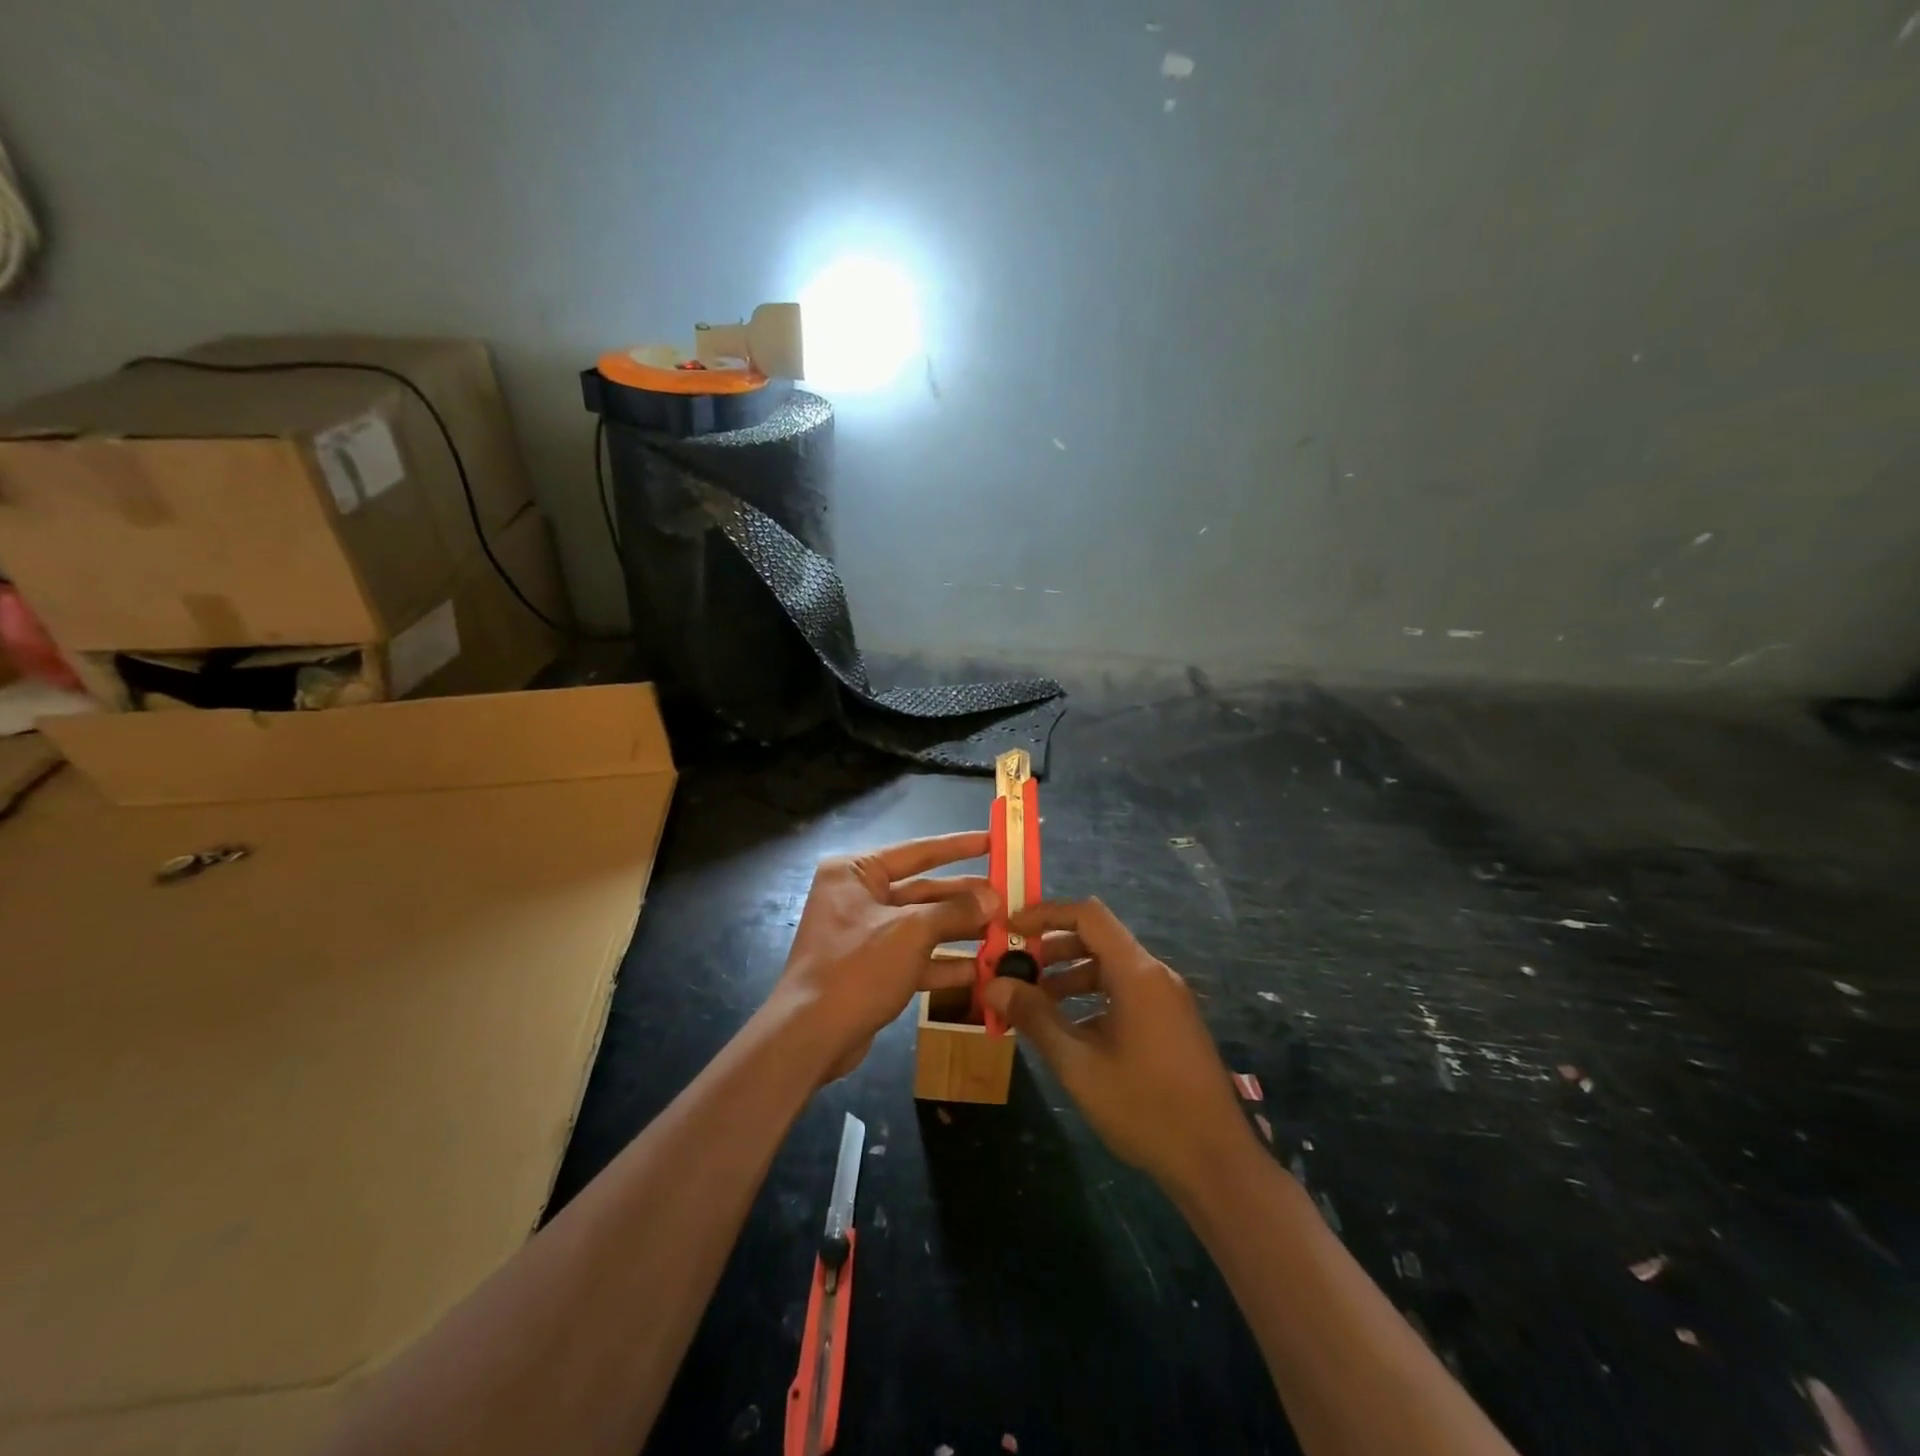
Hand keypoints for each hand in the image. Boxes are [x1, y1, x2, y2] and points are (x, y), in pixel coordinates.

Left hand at [773, 832, 998, 1081]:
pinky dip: (945, 964)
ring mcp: (865, 935)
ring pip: (922, 926)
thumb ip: (954, 911)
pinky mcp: (873, 969)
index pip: (916, 852)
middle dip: (964, 898)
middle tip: (1008, 897)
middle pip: (923, 890)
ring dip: (961, 931)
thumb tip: (993, 898)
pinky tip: (982, 970)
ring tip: (1003, 932)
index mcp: (855, 872)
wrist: (810, 1037)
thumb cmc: (857, 968)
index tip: (993, 840)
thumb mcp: (911, 932)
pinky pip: (916, 958)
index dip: (958, 846)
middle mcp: (858, 897)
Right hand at [984, 898, 1255, 1197]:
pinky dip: (1092, 997)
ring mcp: (1167, 999)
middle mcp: (1155, 975)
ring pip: (1110, 968)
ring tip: (1032, 1002)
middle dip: (1052, 949)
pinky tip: (1068, 1031)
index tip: (1011, 929)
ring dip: (1069, 976)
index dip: (1046, 914)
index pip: (1088, 915)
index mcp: (1137, 973)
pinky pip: (1125, 992)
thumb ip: (1035, 1017)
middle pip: (1098, 939)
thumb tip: (994, 984)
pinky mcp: (1171, 1023)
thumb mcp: (1078, 1064)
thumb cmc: (1144, 1107)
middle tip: (1014, 969)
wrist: (1216, 1163)